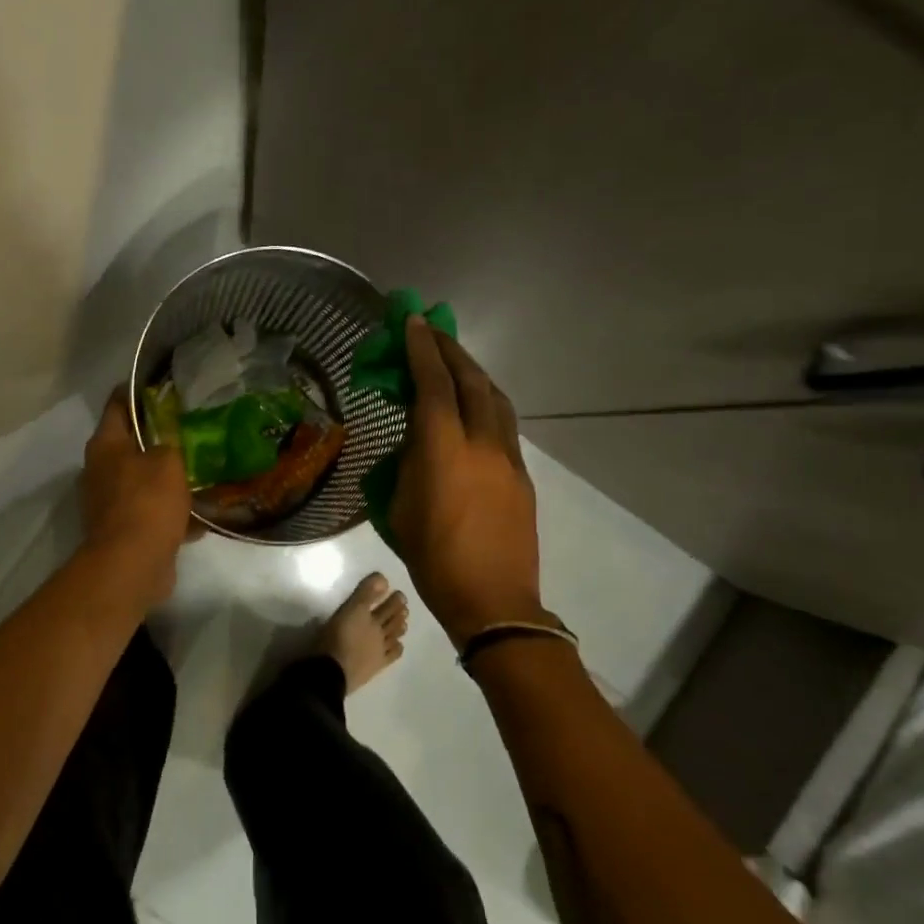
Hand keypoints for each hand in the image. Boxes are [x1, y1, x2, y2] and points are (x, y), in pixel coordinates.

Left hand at [82, 387, 193, 609]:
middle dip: (161, 435)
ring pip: (145, 477)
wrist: (132, 565)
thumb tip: (172, 439)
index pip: (120, 403)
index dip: (141, 389)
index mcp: (106, 444)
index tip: (168, 383)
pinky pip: (153, 509)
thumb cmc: (147, 502)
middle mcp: (102, 469)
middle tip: (194, 424)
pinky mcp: (125, 528)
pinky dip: (173, 508)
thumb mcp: (168, 460)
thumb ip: (171, 442)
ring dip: (169, 474)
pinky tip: (203, 507)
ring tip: (204, 463)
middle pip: (133, 441)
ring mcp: (111, 500)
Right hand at [390, 318, 551, 648]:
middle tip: (433, 330)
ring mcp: (508, 457)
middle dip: (451, 350)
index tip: (413, 322)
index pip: (434, 385)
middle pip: (471, 381)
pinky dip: (487, 401)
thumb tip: (418, 440)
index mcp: (444, 450)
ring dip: (474, 372)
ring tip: (456, 362)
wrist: (493, 601)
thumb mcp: (400, 507)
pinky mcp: (523, 474)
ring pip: (495, 398)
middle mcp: (481, 443)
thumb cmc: (433, 559)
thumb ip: (408, 463)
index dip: (422, 349)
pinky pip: (504, 423)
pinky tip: (476, 406)